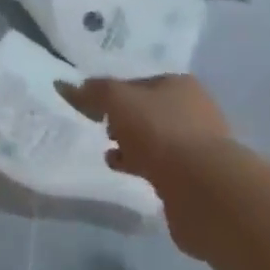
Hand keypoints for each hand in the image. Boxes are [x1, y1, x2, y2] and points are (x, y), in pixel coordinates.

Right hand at [59, 75, 239, 261]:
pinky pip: (161, 165)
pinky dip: (142, 165)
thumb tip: (66, 85)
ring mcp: (198, 144)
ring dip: (131, 145)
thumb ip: (93, 91)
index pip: (138, 82)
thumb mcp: (118, 101)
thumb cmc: (159, 131)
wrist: (203, 187)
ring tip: (110, 155)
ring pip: (154, 139)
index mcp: (180, 84)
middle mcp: (194, 109)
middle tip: (102, 130)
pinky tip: (126, 172)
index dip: (112, 92)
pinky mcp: (196, 176)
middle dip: (122, 120)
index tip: (92, 108)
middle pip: (147, 111)